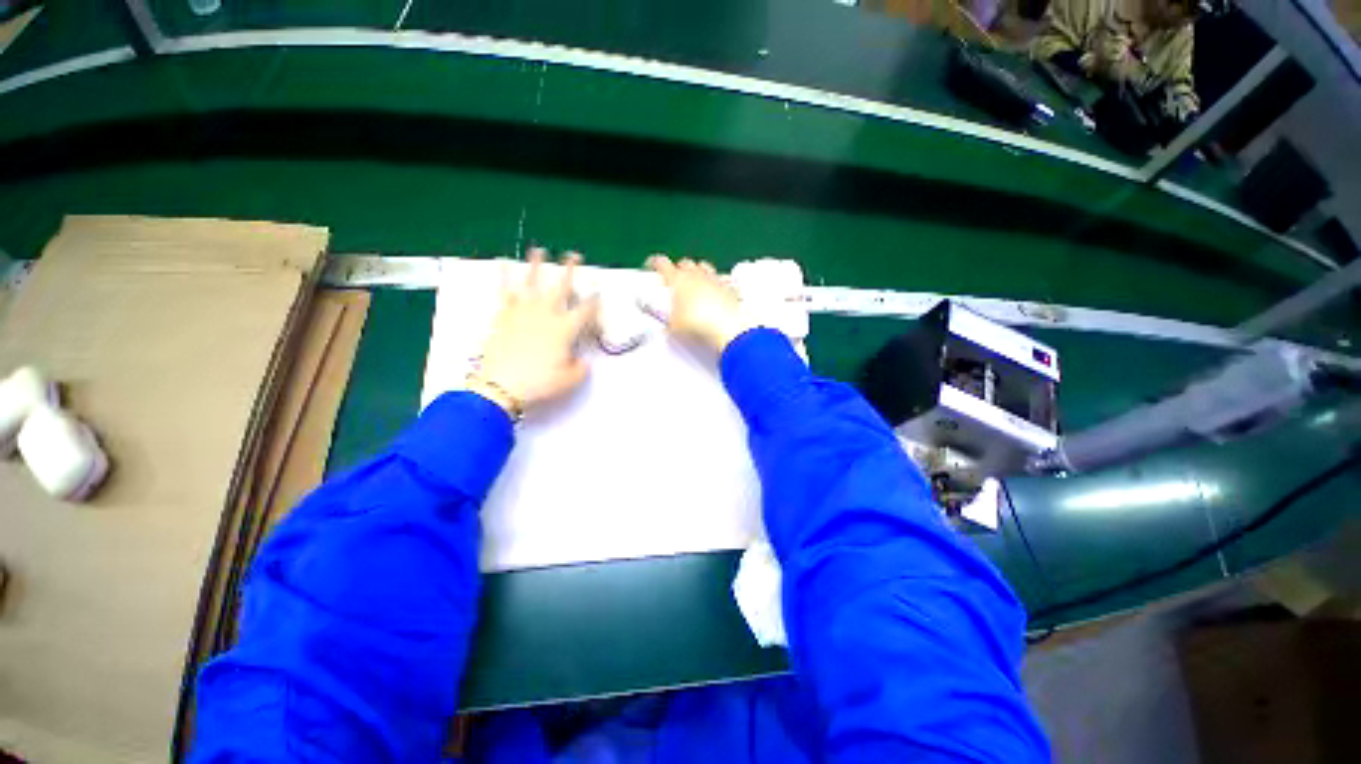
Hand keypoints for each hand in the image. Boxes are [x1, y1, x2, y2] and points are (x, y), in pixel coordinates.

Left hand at [471, 248, 598, 416]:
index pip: (585, 310)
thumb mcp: (570, 380)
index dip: (594, 301)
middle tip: (574, 256)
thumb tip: (582, 361)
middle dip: (570, 271)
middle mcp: (546, 315)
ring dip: (536, 266)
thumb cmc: (540, 383)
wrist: (501, 385)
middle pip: (561, 288)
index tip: (598, 292)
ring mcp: (524, 312)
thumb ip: (580, 367)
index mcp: (565, 329)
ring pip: (532, 283)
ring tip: (538, 250)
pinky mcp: (504, 315)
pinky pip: (504, 291)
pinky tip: (502, 262)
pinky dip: (503, 276)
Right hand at [647, 255, 746, 353]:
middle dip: (679, 269)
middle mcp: (696, 274)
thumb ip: (668, 322)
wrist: (728, 328)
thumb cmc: (696, 325)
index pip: (661, 263)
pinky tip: (717, 293)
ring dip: (699, 273)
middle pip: (685, 262)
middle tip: (676, 282)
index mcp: (678, 280)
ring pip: (705, 267)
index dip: (654, 264)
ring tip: (697, 285)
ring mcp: (715, 278)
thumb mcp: (674, 328)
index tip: (651, 268)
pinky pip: (722, 279)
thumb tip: (666, 324)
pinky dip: (718, 284)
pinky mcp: (731, 287)